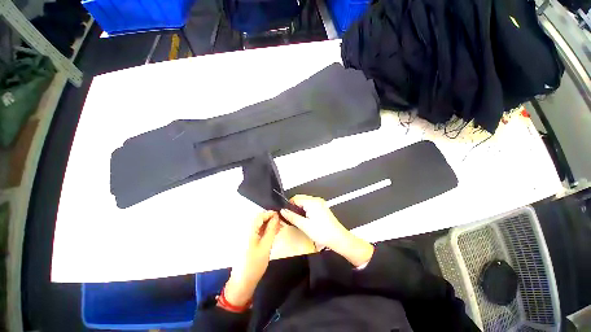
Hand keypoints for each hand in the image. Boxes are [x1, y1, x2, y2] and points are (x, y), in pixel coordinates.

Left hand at [224, 211, 280, 306]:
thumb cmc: (254, 264)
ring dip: (269, 225)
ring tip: (280, 228)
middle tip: (282, 223)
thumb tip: (276, 217)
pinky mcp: (248, 242)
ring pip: (259, 225)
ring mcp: (246, 236)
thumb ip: (271, 230)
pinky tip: (273, 234)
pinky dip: (266, 231)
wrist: (242, 283)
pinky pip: (258, 231)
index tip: (280, 216)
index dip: (270, 214)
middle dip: (271, 219)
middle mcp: (245, 230)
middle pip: (259, 220)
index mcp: (248, 230)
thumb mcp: (266, 246)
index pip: (260, 216)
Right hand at [280, 195, 373, 266]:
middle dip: (294, 207)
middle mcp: (316, 200)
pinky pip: (310, 205)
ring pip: (305, 202)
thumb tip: (283, 211)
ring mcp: (320, 203)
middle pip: (300, 199)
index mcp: (312, 202)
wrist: (338, 239)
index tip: (285, 213)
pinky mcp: (322, 207)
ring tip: (298, 220)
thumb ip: (292, 217)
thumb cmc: (323, 233)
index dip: (289, 205)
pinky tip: (305, 219)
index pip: (296, 198)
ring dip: (300, 209)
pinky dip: (305, 210)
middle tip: (291, 218)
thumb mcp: (304, 226)